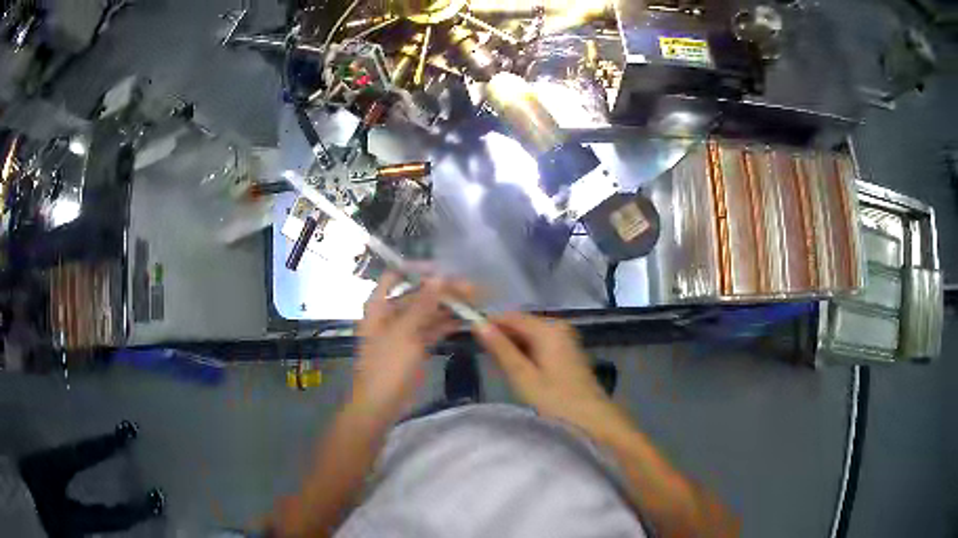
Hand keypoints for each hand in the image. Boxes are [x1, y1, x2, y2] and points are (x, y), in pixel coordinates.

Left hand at [352, 272, 473, 419]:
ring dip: (448, 308)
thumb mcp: (405, 333)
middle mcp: (390, 315)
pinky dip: (447, 325)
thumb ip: (422, 304)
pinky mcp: (415, 348)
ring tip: (475, 303)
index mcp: (379, 307)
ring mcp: (404, 332)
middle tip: (472, 289)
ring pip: (428, 313)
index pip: (396, 277)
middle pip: (417, 295)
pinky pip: (432, 330)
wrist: (380, 405)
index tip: (444, 270)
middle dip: (442, 291)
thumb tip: (438, 277)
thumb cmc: (387, 366)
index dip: (417, 270)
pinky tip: (467, 321)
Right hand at [473, 312, 619, 429]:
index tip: (470, 337)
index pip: (511, 316)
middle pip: (522, 324)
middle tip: (485, 358)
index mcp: (548, 329)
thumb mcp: (522, 376)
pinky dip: (527, 353)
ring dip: (514, 347)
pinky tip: (520, 370)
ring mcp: (566, 338)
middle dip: (502, 337)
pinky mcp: (569, 351)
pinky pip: (541, 343)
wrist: (593, 420)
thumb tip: (478, 324)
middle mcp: (559, 327)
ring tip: (500, 366)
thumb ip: (501, 348)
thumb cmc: (555, 401)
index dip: (490, 324)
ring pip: (530, 335)